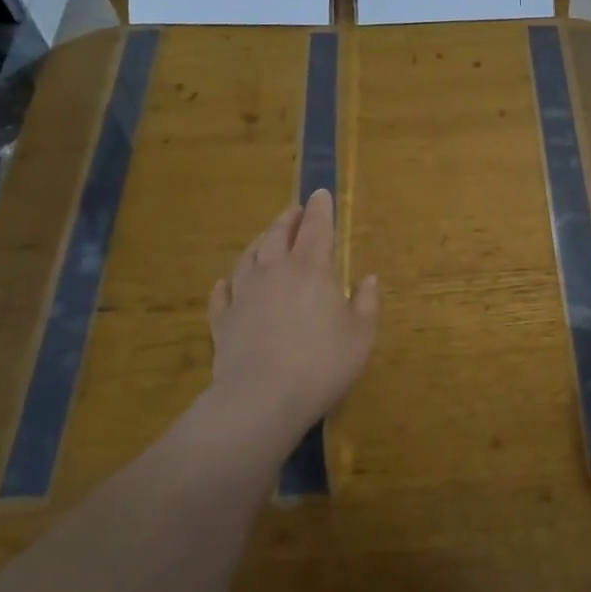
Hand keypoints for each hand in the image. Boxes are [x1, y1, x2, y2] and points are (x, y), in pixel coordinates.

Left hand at [207, 190, 379, 438]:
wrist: (262, 398)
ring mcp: (244, 294)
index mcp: (311, 268)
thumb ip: (367, 303)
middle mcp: (274, 271)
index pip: (316, 227)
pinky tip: (227, 282)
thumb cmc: (322, 363)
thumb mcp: (361, 335)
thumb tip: (368, 278)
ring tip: (265, 238)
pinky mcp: (222, 321)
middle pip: (278, 234)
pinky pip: (222, 293)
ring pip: (248, 257)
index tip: (320, 193)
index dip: (320, 209)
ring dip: (259, 242)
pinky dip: (227, 283)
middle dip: (288, 218)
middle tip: (295, 210)